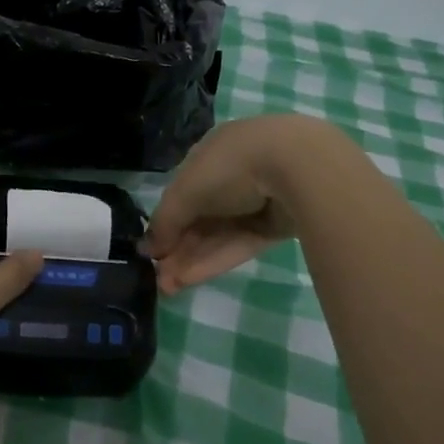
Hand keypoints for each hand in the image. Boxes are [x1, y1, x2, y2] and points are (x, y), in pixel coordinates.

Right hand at [144, 115, 339, 292]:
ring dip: (191, 260)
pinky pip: (238, 244)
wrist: (297, 167)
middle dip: (177, 249)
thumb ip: (165, 221)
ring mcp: (255, 202)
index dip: (166, 224)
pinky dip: (214, 260)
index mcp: (210, 155)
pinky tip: (190, 279)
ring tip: (168, 288)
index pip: (182, 193)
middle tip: (158, 280)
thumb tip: (146, 249)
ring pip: (217, 235)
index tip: (151, 253)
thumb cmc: (230, 167)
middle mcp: (232, 177)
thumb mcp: (185, 191)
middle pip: (199, 219)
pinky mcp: (274, 226)